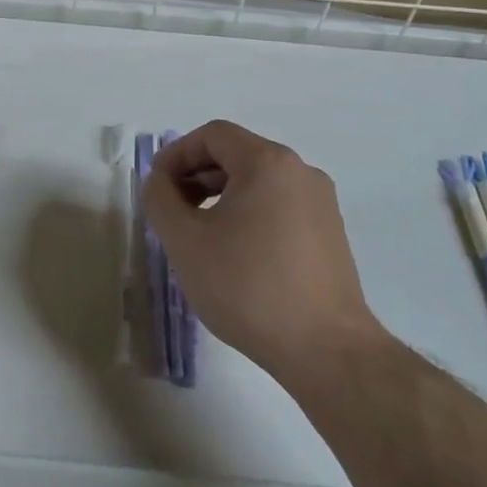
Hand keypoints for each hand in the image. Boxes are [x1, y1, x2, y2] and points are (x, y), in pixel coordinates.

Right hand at [142, 121, 385, 381]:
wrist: (326, 351)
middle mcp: (300, 172)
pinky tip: (233, 253)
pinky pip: (278, 206)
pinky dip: (248, 214)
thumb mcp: (185, 241)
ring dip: (220, 196)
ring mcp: (320, 203)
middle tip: (172, 210)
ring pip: (258, 182)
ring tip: (198, 234)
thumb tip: (161, 181)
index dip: (177, 154)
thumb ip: (160, 199)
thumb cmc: (248, 287)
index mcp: (268, 162)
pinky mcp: (330, 234)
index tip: (157, 187)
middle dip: (196, 176)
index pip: (212, 135)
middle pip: (237, 155)